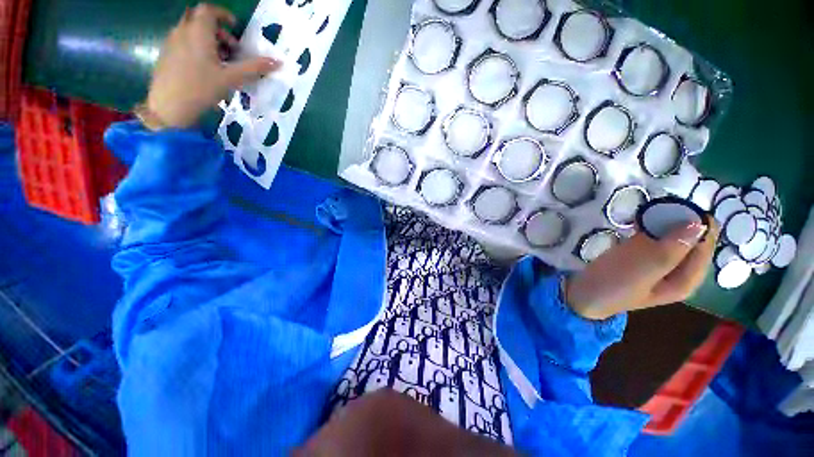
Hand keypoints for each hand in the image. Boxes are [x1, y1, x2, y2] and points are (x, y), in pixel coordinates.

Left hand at [145, 4, 280, 128]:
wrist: (169, 106)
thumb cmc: (202, 88)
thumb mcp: (232, 78)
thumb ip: (254, 68)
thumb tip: (278, 62)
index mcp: (198, 32)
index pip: (209, 10)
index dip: (223, 14)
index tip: (235, 26)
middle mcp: (182, 31)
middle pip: (199, 19)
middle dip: (217, 29)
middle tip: (230, 48)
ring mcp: (171, 42)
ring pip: (191, 30)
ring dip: (207, 39)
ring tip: (220, 62)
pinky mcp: (166, 54)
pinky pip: (183, 41)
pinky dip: (196, 47)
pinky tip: (204, 68)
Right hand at [566, 218, 718, 319]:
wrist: (581, 295)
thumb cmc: (612, 284)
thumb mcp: (643, 269)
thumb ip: (671, 249)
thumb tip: (699, 223)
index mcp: (686, 279)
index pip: (705, 245)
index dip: (698, 223)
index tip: (679, 205)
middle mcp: (678, 271)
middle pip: (691, 240)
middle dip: (680, 220)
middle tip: (659, 207)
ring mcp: (659, 264)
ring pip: (673, 237)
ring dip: (663, 222)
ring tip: (648, 211)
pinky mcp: (641, 258)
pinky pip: (655, 238)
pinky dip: (650, 227)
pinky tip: (638, 221)